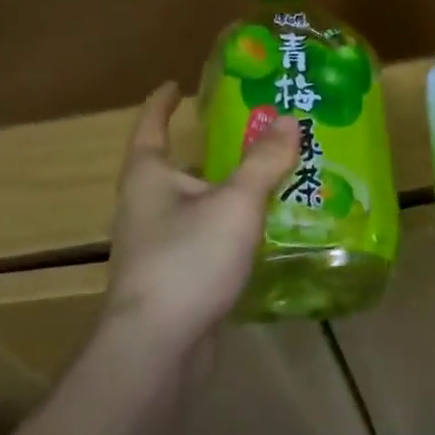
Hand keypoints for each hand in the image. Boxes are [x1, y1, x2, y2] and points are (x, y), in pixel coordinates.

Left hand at [102, 82, 299, 357]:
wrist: (156, 350)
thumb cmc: (188, 260)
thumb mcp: (235, 203)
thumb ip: (264, 161)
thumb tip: (290, 119)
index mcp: (148, 177)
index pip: (151, 126)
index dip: (163, 103)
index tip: (176, 85)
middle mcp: (144, 206)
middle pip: (176, 166)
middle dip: (209, 149)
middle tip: (250, 132)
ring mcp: (155, 246)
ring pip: (193, 205)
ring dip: (223, 191)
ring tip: (266, 179)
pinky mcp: (171, 280)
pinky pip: (203, 239)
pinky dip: (228, 228)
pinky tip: (260, 233)